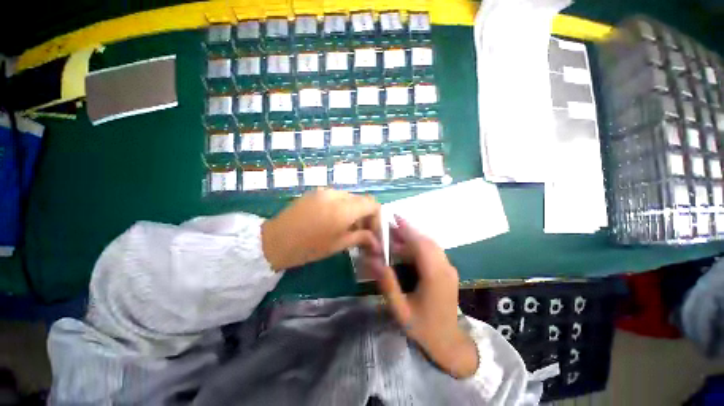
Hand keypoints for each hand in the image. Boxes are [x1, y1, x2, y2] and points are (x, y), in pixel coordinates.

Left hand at [261, 189, 380, 270]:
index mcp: (344, 209)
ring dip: (354, 211)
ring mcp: (325, 191)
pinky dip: (343, 207)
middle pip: (362, 200)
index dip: (377, 217)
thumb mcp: (338, 245)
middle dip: (366, 215)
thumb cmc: (308, 247)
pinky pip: (337, 197)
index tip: (373, 232)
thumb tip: (376, 241)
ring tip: (348, 228)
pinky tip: (334, 220)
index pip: (372, 204)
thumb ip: (360, 238)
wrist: (274, 241)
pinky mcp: (316, 192)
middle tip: (362, 233)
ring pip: (350, 198)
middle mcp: (337, 195)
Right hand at [369, 216, 477, 378]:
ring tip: (393, 236)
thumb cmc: (423, 328)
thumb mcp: (400, 309)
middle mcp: (445, 268)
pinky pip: (432, 251)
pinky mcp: (447, 270)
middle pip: (426, 241)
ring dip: (412, 237)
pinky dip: (418, 245)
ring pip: (430, 244)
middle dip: (407, 231)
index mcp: (435, 277)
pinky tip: (405, 248)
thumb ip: (387, 284)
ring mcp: (449, 268)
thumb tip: (374, 261)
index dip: (408, 230)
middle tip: (389, 227)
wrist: (449, 342)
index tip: (394, 218)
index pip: (421, 246)